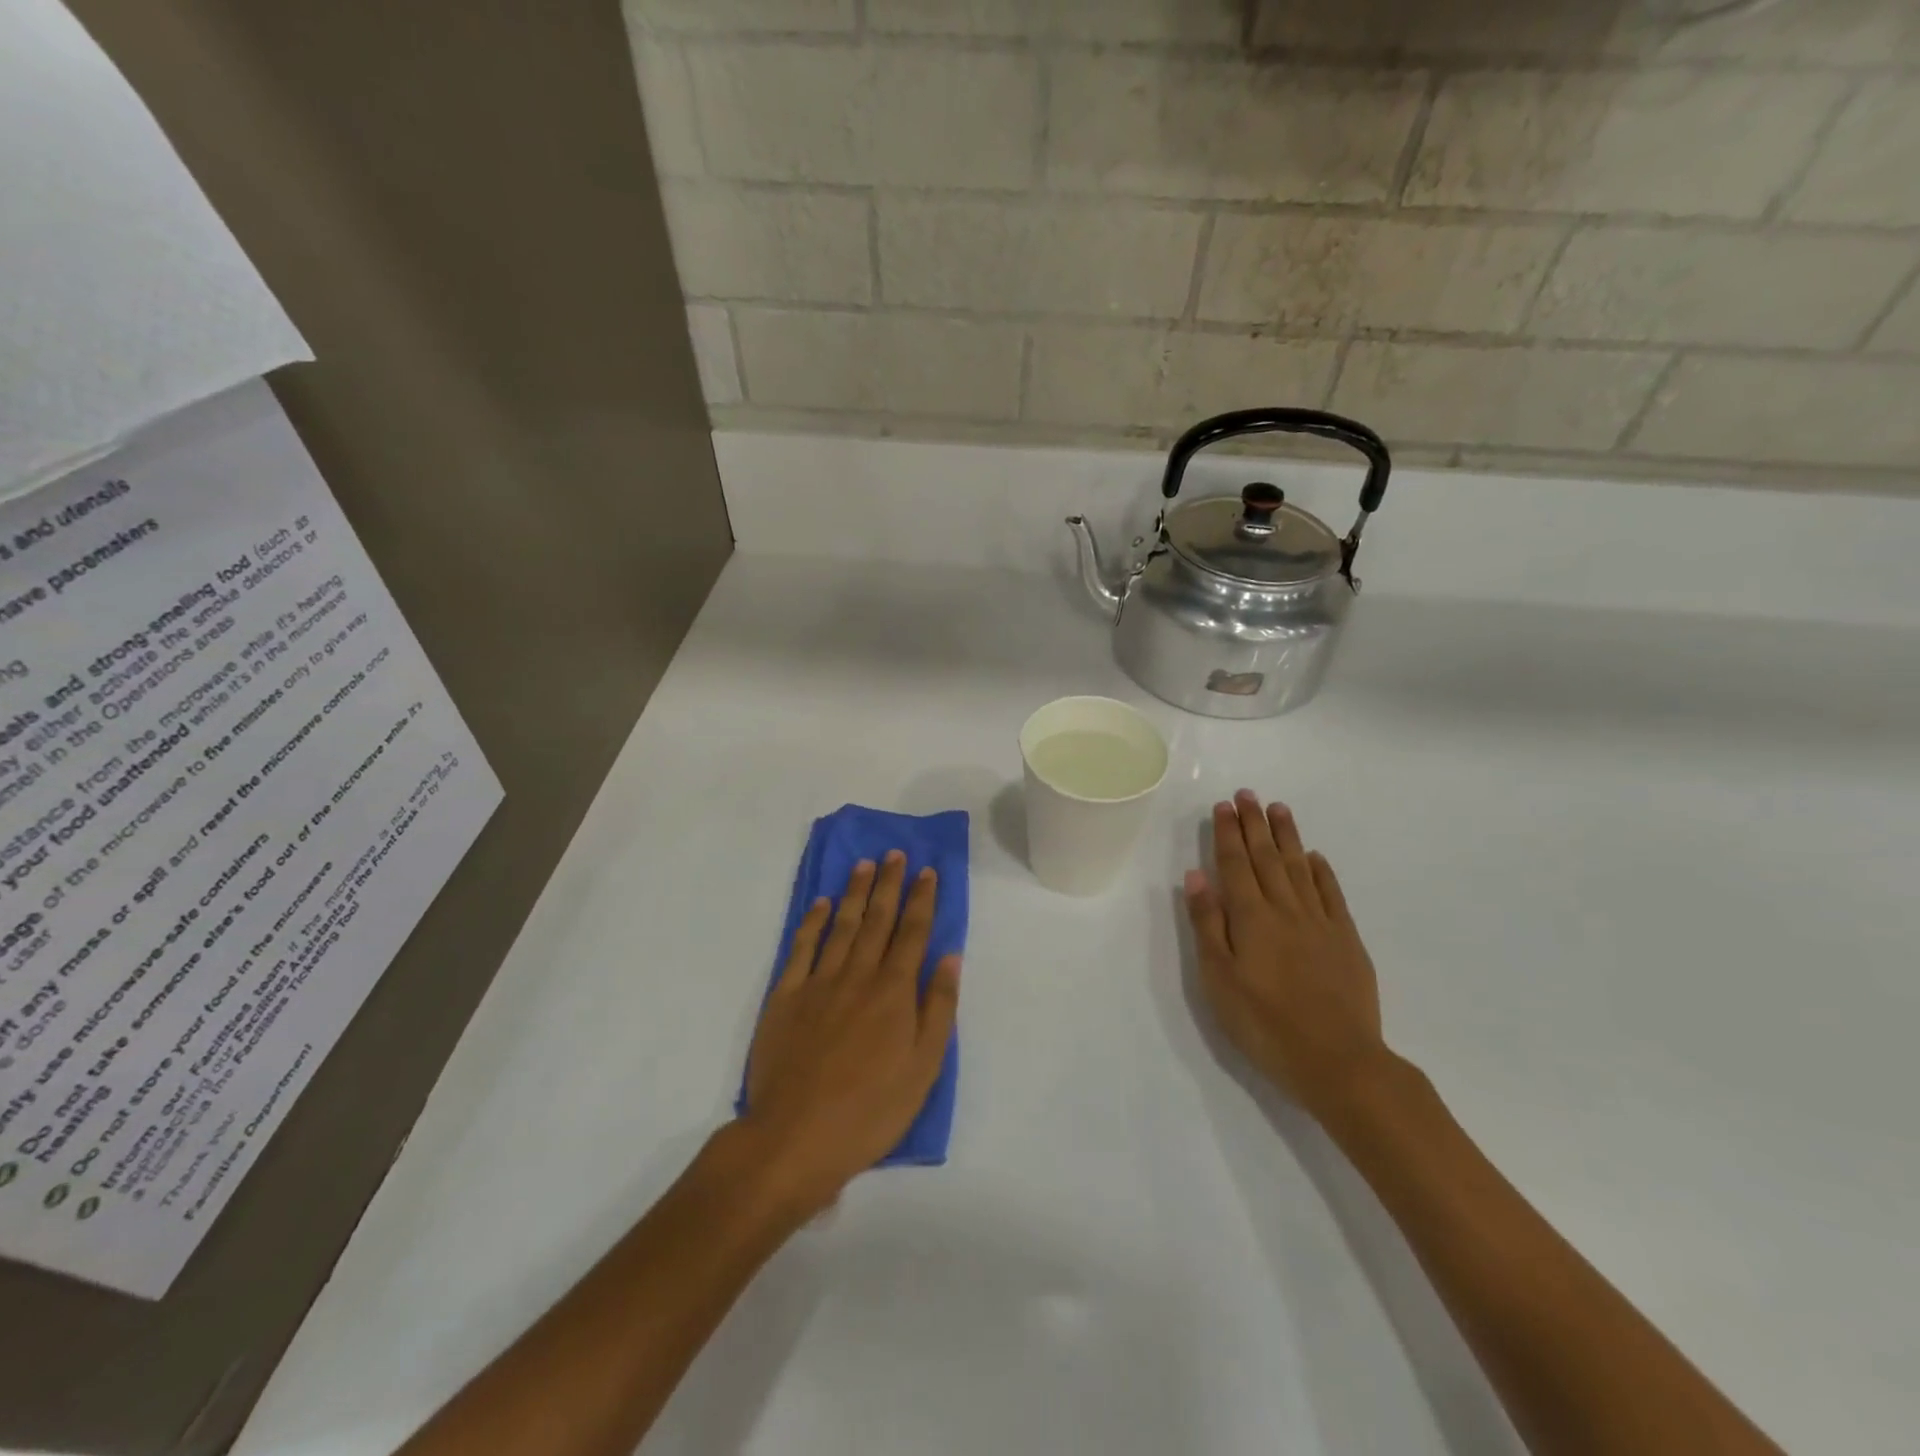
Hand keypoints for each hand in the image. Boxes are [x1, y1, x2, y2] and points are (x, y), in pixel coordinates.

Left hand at [741, 851, 959, 1214]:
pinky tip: (821, 903)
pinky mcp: (785, 996)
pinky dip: (811, 921)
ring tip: (865, 865)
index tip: (928, 871)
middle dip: (890, 884)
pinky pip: (801, 948)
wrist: (796, 1137)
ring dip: (855, 892)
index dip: (923, 900)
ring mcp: (818, 982)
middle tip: (896, 853)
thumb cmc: (871, 1110)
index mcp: (894, 992)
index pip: (913, 933)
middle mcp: (858, 975)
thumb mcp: (924, 1068)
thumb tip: (950, 958)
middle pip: (878, 920)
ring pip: (842, 925)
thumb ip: (938, 1008)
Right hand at [1184, 791, 1388, 1121]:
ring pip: (1300, 867)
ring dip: (1287, 836)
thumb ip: (1208, 924)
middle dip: (1255, 824)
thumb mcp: (1219, 978)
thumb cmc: (1265, 1023)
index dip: (1228, 833)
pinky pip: (1331, 894)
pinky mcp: (1347, 940)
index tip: (1224, 806)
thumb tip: (1197, 875)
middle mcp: (1285, 909)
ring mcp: (1320, 922)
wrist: (1338, 1061)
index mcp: (1251, 917)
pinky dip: (1322, 871)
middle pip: (1267, 857)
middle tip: (1248, 793)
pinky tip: (1315, 857)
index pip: (1235, 864)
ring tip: (1279, 808)